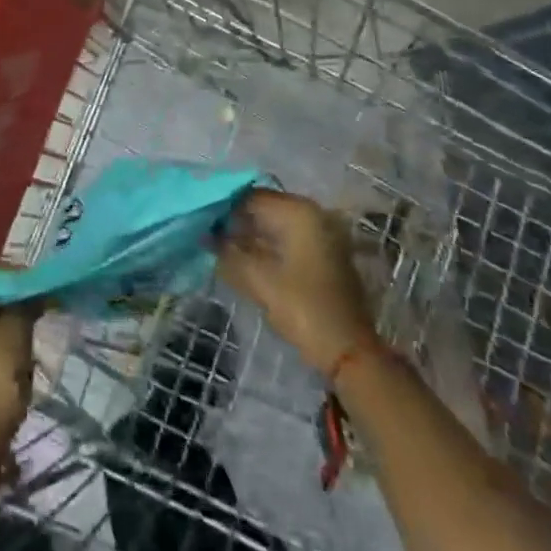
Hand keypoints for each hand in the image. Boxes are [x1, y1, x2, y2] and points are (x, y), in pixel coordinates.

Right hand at [216, 190, 374, 375]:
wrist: (351, 354)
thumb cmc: (304, 309)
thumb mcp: (259, 280)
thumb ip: (228, 253)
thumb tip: (204, 236)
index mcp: (299, 212)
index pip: (250, 196)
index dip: (223, 207)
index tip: (200, 220)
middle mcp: (312, 215)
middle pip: (263, 209)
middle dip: (234, 222)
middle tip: (205, 234)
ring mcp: (321, 236)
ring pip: (274, 226)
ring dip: (248, 236)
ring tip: (218, 247)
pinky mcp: (322, 257)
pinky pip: (286, 240)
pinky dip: (265, 247)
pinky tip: (242, 260)